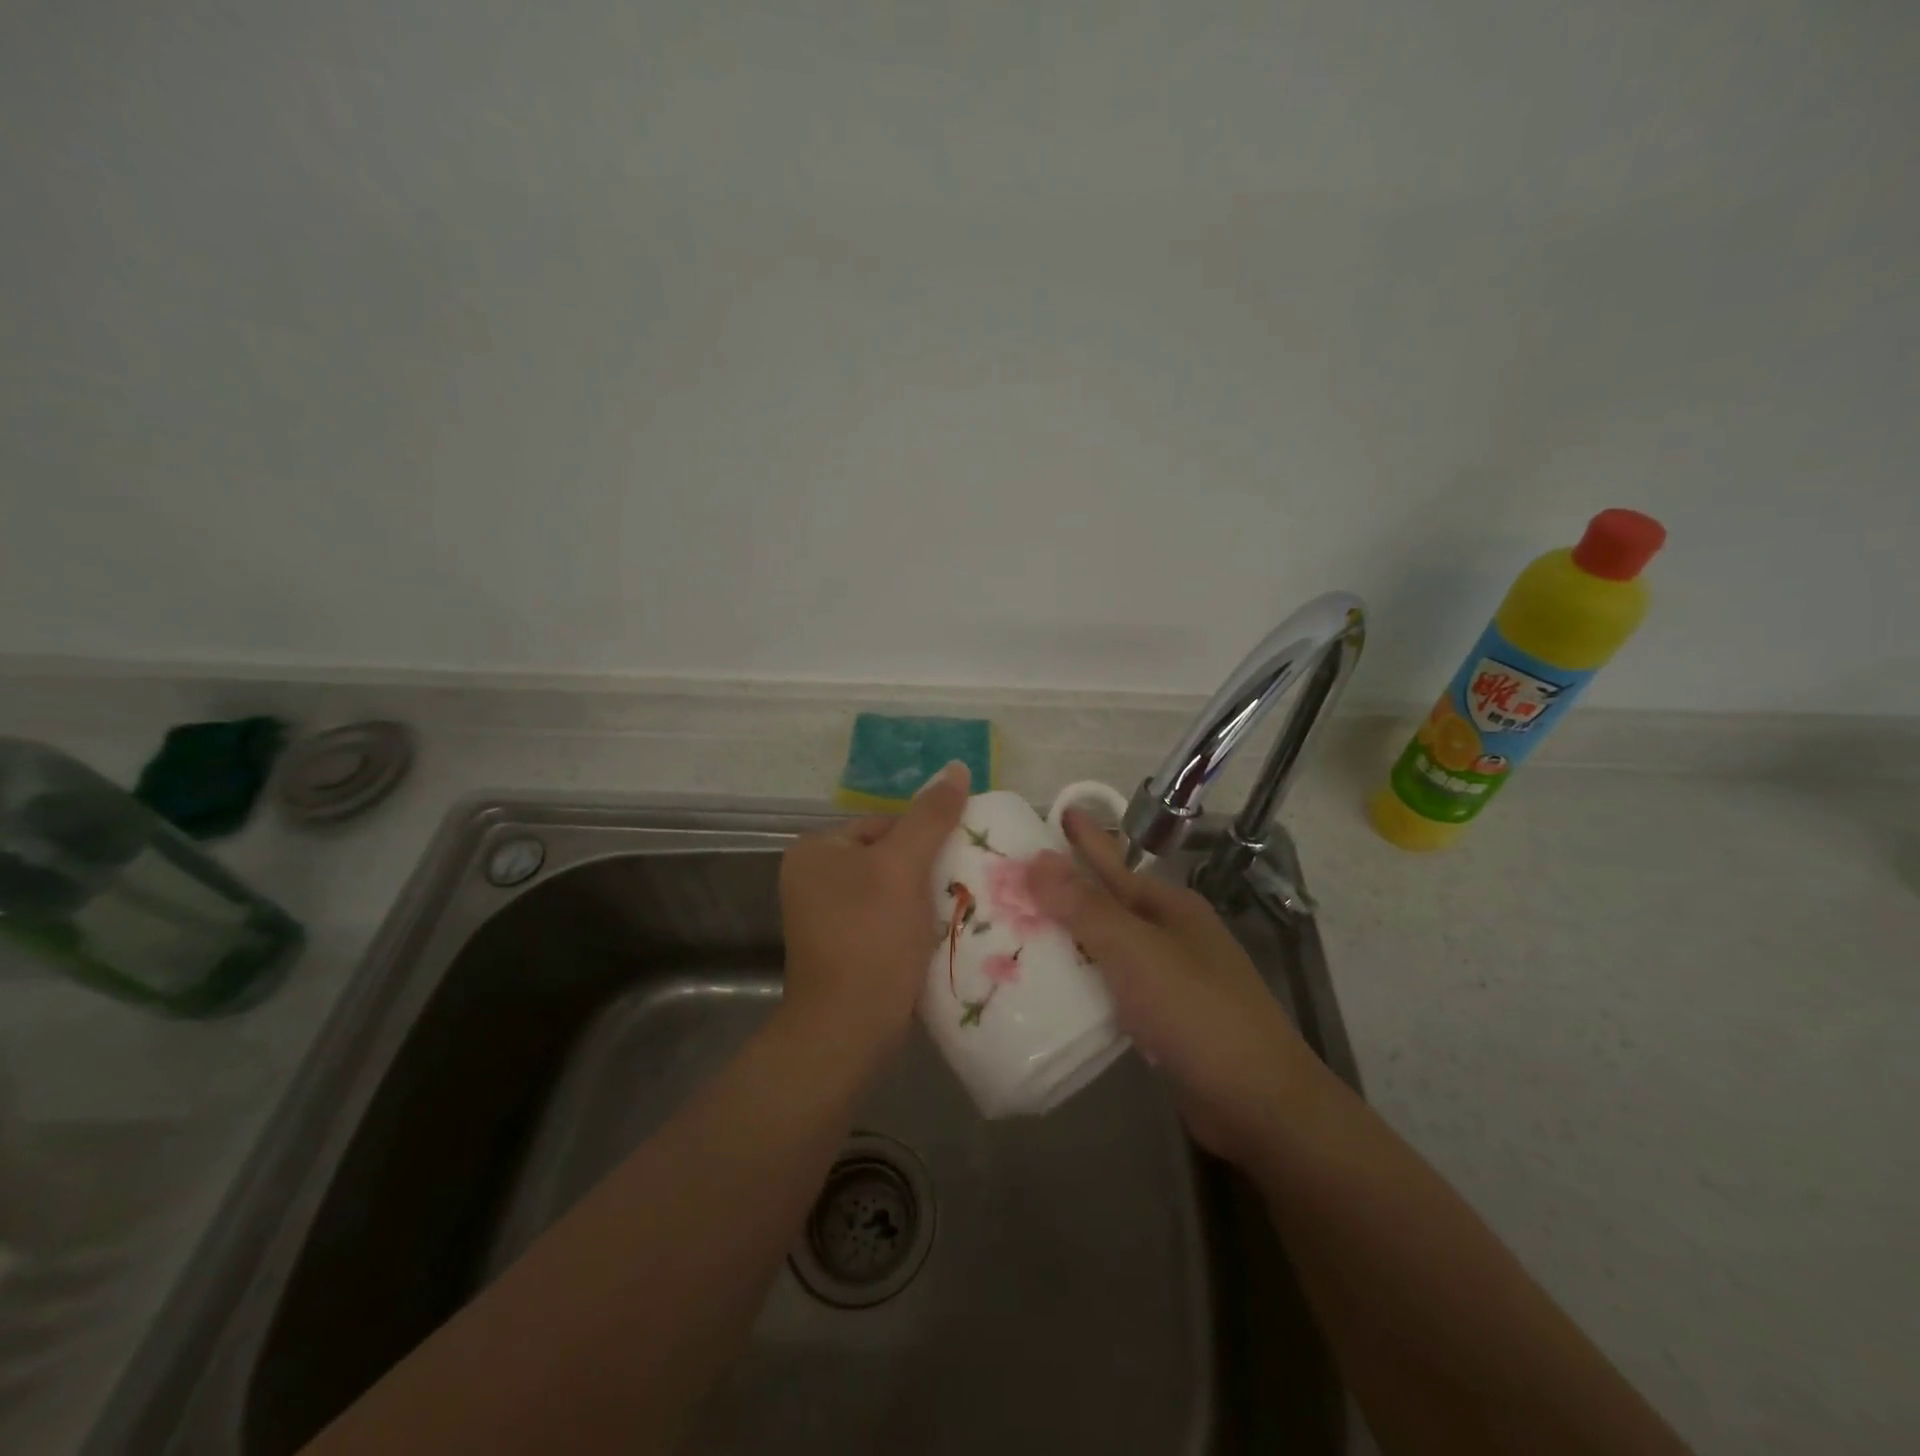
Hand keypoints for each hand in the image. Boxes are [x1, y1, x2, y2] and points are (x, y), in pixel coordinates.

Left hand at [777, 761, 969, 1066]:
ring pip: (890, 890)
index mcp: (815, 849)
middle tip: (963, 885)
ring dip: (923, 899)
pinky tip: (936, 935)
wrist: (849, 1028)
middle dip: (926, 871)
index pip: (884, 823)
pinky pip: (884, 919)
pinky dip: (910, 923)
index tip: (957, 860)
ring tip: (957, 910)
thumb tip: (957, 766)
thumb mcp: (905, 867)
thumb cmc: (872, 936)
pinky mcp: (841, 947)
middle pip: (888, 856)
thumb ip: (931, 816)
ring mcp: (823, 916)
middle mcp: (811, 878)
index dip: (925, 839)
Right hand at [1029, 810, 1319, 1164]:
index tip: (1055, 813)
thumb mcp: (1136, 951)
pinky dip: (1082, 980)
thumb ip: (1085, 907)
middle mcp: (1170, 935)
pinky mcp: (1162, 1019)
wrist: (1259, 1104)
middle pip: (1108, 903)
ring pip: (1107, 947)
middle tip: (1013, 879)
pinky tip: (1052, 986)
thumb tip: (1036, 859)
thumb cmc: (1197, 1012)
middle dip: (1065, 890)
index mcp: (1169, 907)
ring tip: (1019, 929)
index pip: (1115, 863)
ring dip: (1068, 937)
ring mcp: (1169, 978)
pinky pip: (1111, 985)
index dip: (1086, 838)